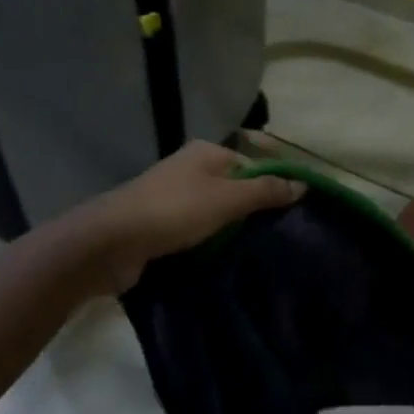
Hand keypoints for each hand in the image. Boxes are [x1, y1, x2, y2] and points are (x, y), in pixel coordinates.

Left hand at [91, 142, 303, 291]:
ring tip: (251, 253)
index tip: (288, 217)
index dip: (269, 188)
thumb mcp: (228, 199)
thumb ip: (266, 191)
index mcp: (205, 153)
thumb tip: (303, 185)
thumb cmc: (174, 211)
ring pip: (213, 213)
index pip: (251, 165)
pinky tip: (219, 260)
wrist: (110, 243)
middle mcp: (188, 169)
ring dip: (228, 232)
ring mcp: (171, 198)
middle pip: (233, 189)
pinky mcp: (159, 225)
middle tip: (273, 238)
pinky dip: (207, 244)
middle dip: (250, 213)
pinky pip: (194, 232)